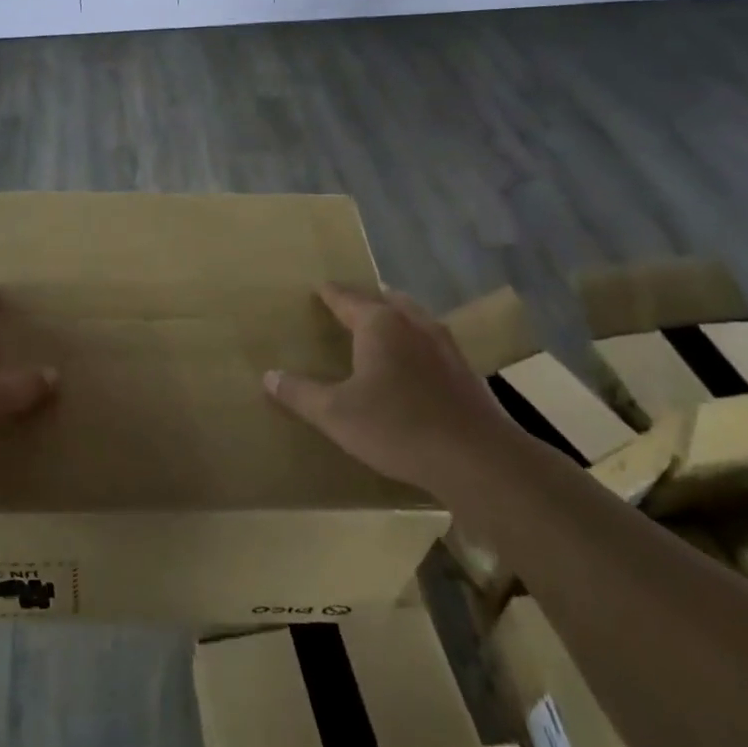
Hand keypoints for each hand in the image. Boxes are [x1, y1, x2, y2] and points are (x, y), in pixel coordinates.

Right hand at [266, 283, 515, 495]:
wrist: (478, 459)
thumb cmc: (398, 427)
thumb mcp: (336, 415)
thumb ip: (300, 393)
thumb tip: (269, 375)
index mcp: (379, 324)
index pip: (347, 297)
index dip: (329, 293)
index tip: (318, 287)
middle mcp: (413, 323)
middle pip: (385, 300)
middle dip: (365, 299)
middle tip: (347, 304)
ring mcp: (445, 345)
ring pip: (413, 317)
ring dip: (394, 316)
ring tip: (380, 325)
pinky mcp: (465, 371)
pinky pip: (431, 341)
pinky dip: (415, 341)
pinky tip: (413, 363)